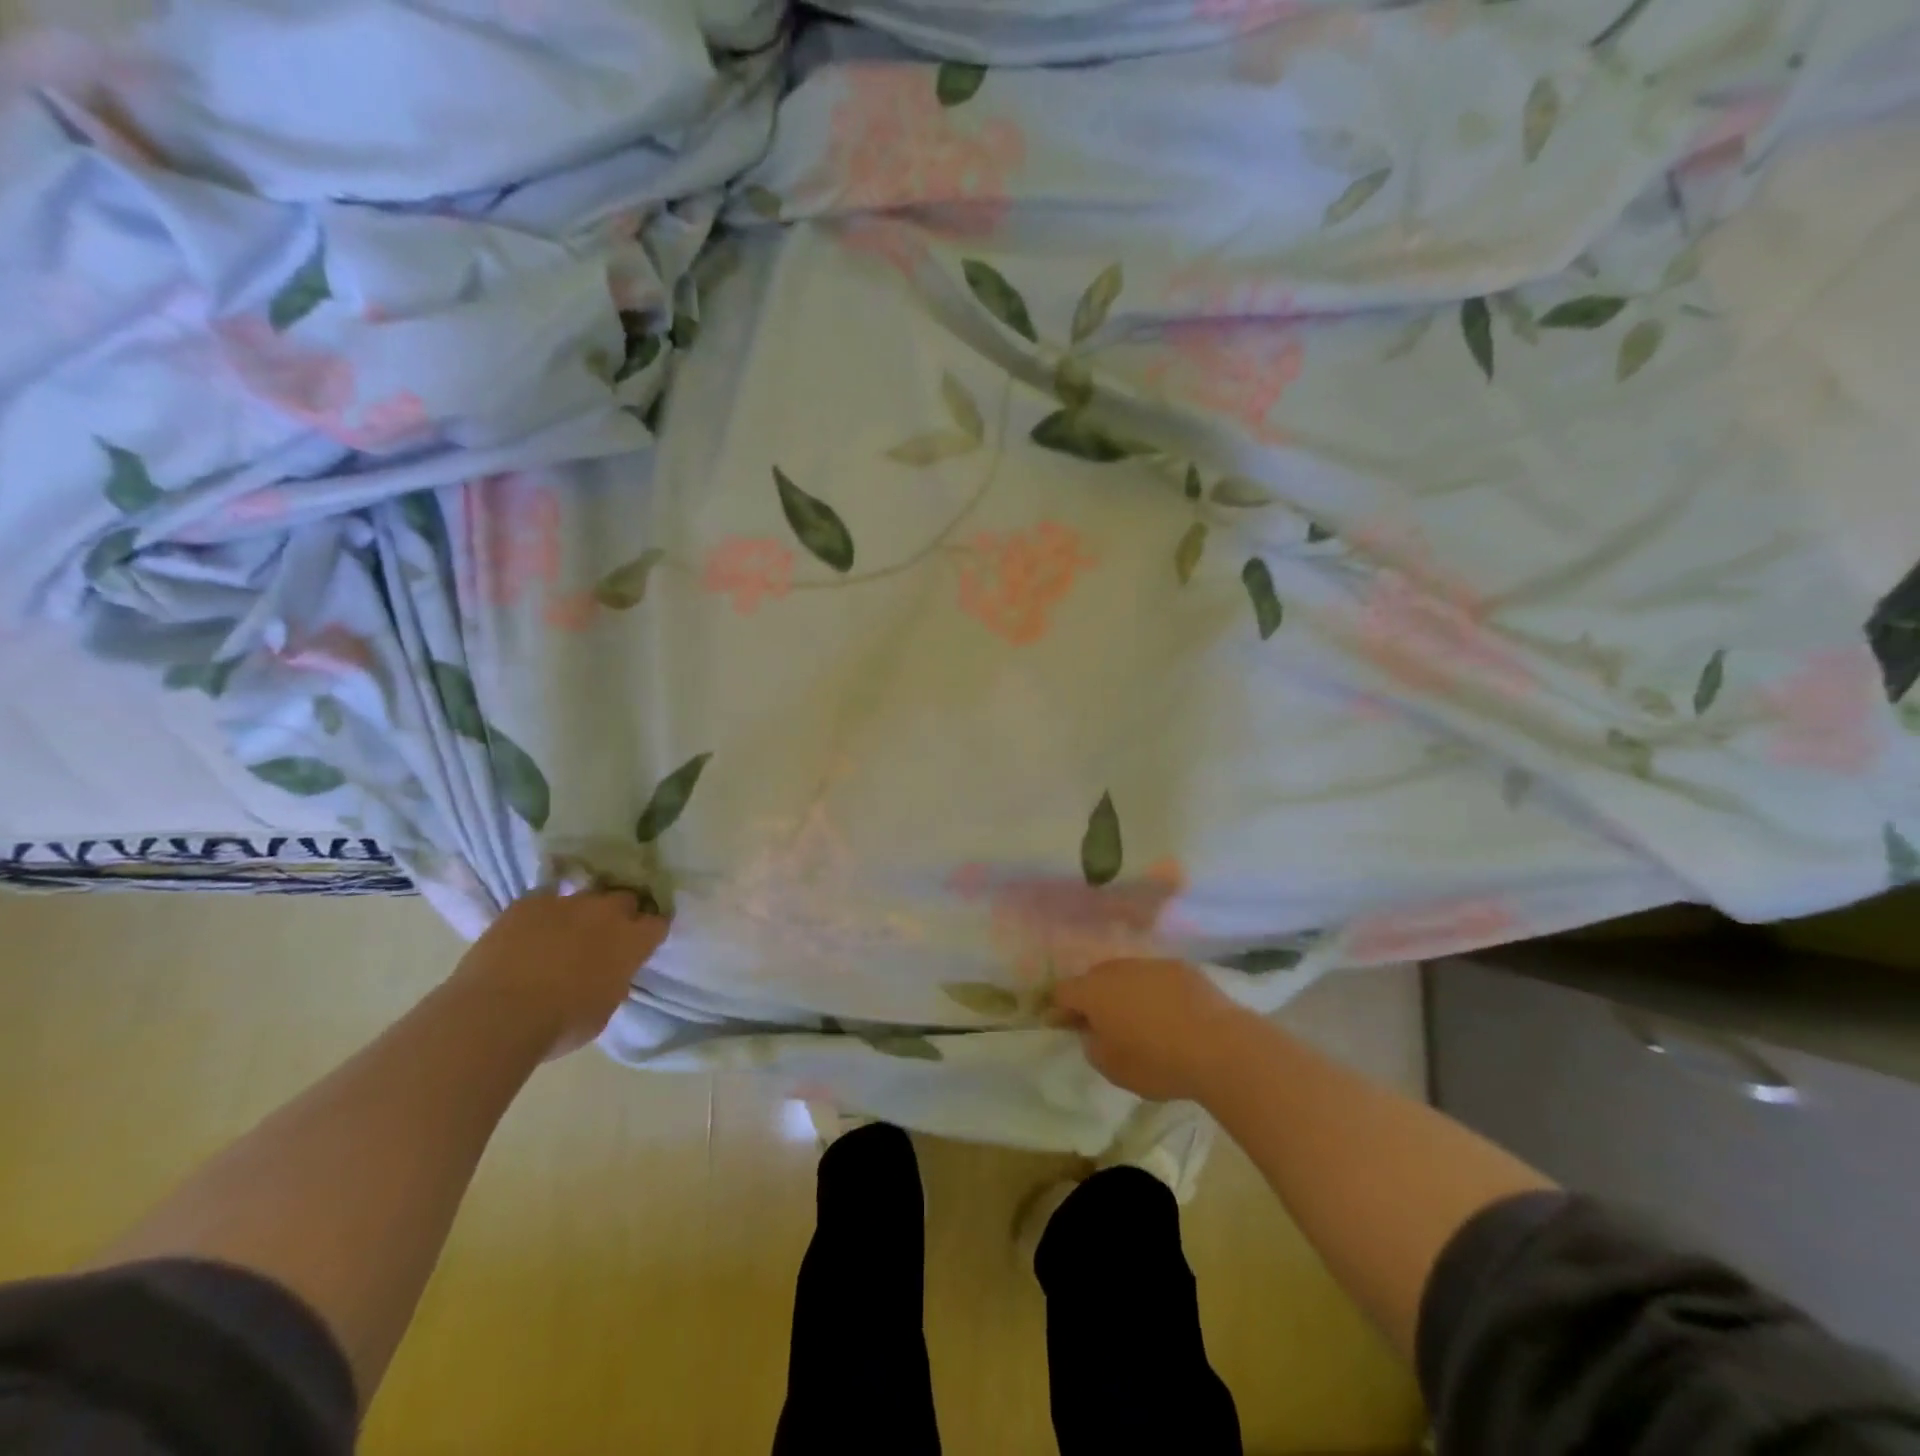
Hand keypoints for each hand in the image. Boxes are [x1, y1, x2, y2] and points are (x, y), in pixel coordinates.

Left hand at [451, 886, 668, 1060]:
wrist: (496, 1014)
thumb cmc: (559, 1024)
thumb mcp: (603, 1010)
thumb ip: (614, 982)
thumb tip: (609, 973)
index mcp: (632, 941)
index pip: (658, 923)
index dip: (650, 931)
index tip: (642, 941)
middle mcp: (606, 913)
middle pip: (625, 898)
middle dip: (620, 913)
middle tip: (605, 934)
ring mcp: (567, 902)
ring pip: (586, 896)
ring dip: (582, 911)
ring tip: (566, 931)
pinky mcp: (529, 902)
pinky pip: (545, 899)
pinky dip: (544, 913)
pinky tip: (532, 931)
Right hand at [1051, 958, 1249, 1101]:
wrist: (1219, 1046)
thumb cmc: (1157, 1061)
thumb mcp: (1113, 1068)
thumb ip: (1092, 1046)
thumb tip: (1093, 1032)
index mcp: (1094, 991)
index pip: (1063, 992)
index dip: (1059, 1009)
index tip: (1063, 1026)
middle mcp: (1118, 969)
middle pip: (1094, 978)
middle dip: (1093, 998)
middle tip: (1101, 1023)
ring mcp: (1151, 964)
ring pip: (1127, 975)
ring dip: (1125, 993)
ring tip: (1139, 1019)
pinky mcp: (1182, 968)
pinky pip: (1156, 978)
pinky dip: (1155, 992)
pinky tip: (1169, 1014)